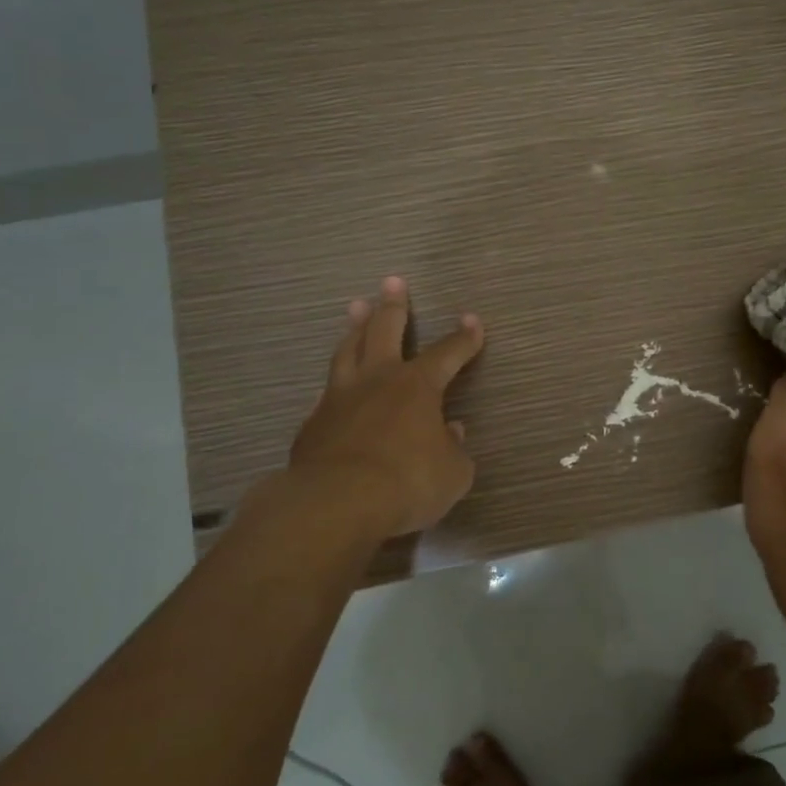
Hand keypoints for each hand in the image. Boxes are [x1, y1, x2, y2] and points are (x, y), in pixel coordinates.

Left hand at [287, 276, 484, 541]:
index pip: (447, 353)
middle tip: (393, 282)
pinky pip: (327, 392)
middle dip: (394, 306)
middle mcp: (378, 381)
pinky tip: (333, 384)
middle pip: (385, 331)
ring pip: (348, 351)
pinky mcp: (313, 423)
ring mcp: (340, 398)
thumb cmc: (408, 483)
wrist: (337, 503)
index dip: (463, 338)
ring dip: (355, 328)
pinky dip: (336, 382)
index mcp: (418, 386)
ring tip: (356, 308)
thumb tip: (451, 432)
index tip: (472, 320)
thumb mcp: (452, 473)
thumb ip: (454, 449)